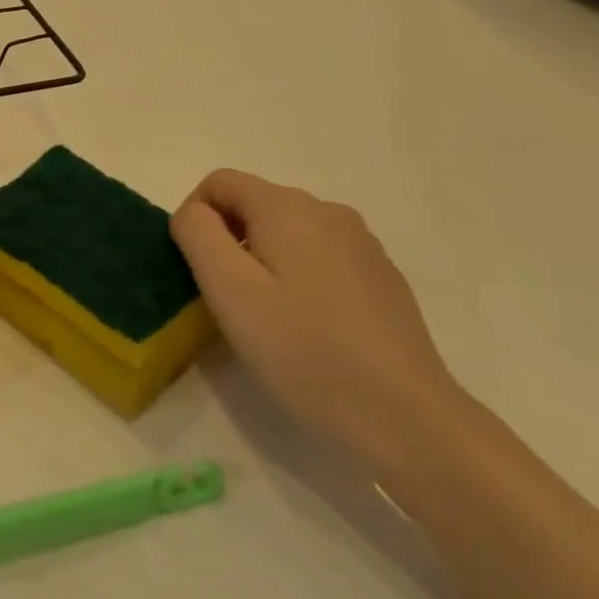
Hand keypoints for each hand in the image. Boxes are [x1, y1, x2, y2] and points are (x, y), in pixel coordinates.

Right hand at [170, 169, 463, 470]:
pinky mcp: (381, 277)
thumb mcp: (230, 290)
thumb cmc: (303, 350)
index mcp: (287, 207)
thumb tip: (194, 213)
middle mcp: (328, 211)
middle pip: (254, 206)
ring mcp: (361, 244)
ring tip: (268, 320)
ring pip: (287, 234)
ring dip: (263, 263)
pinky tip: (310, 329)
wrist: (404, 416)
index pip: (219, 182)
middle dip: (229, 243)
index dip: (195, 218)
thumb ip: (198, 235)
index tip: (197, 271)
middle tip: (230, 303)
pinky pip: (320, 259)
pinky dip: (299, 280)